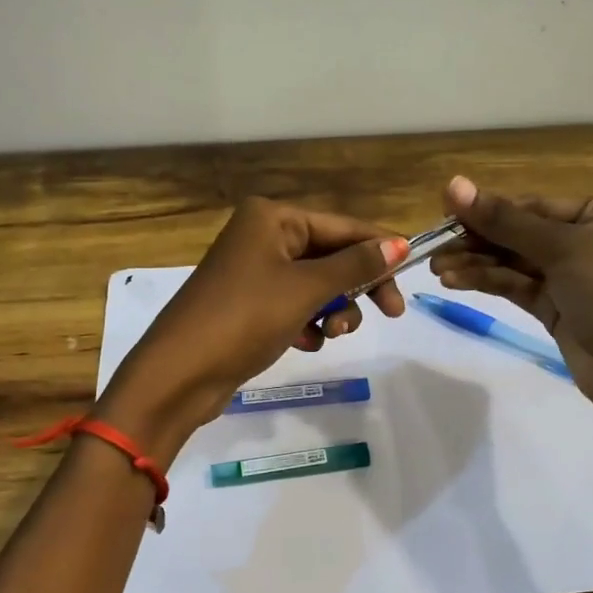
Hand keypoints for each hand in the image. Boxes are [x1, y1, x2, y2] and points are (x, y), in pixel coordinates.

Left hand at [97, 198, 408, 461]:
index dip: (379, 249)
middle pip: (330, 256)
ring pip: (315, 285)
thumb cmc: (244, 318)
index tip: (412, 275)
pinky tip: (307, 342)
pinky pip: (294, 306)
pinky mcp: (249, 306)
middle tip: (389, 314)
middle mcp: (261, 236)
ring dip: (333, 310)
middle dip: (355, 287)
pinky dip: (308, 323)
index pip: (342, 226)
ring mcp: (253, 273)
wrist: (180, 374)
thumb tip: (400, 244)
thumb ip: (355, 266)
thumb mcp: (305, 289)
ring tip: (332, 334)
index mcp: (271, 217)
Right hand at [429, 175, 592, 419]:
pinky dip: (489, 283)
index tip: (445, 213)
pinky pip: (518, 288)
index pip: (537, 206)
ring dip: (477, 264)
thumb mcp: (564, 248)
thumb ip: (506, 221)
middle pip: (522, 234)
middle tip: (434, 246)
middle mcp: (592, 240)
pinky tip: (456, 280)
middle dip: (479, 240)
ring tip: (437, 268)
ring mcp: (574, 278)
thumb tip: (453, 185)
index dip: (490, 210)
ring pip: (516, 263)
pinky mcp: (558, 311)